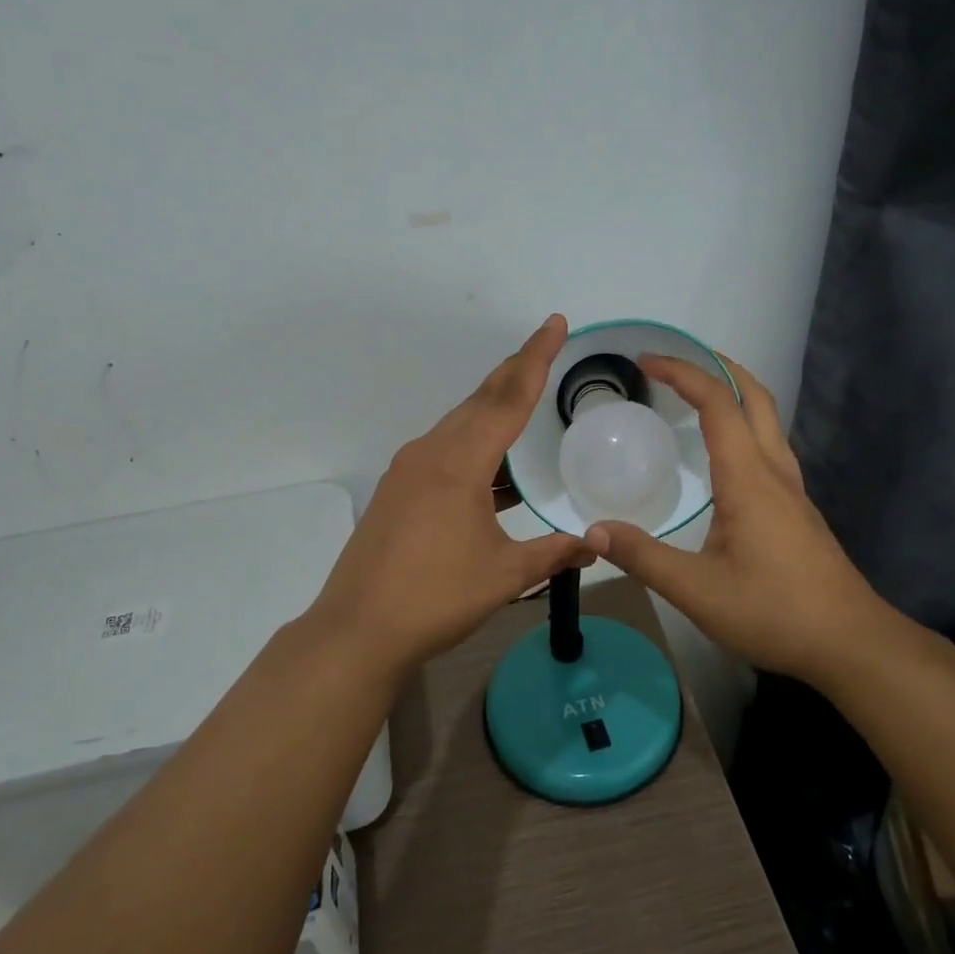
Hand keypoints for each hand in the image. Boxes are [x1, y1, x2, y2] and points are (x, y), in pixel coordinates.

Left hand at [304, 315, 592, 673]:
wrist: (358, 629)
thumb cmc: (435, 597)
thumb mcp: (505, 575)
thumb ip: (554, 553)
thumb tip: (596, 545)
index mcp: (460, 463)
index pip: (508, 398)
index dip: (536, 358)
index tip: (555, 323)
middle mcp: (430, 453)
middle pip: (480, 401)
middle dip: (515, 372)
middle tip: (544, 349)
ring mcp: (408, 471)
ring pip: (459, 425)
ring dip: (493, 410)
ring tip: (525, 403)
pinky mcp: (397, 491)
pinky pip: (444, 451)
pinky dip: (474, 447)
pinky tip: (494, 471)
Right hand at [583, 353, 893, 685]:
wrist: (850, 643)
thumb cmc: (773, 610)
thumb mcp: (696, 589)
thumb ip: (643, 557)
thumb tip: (593, 531)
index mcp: (748, 478)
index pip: (717, 403)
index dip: (682, 373)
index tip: (646, 361)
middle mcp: (774, 471)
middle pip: (754, 397)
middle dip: (717, 367)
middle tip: (677, 361)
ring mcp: (792, 489)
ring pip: (768, 420)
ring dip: (735, 394)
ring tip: (697, 395)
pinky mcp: (798, 509)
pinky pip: (769, 446)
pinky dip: (744, 425)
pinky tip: (724, 455)